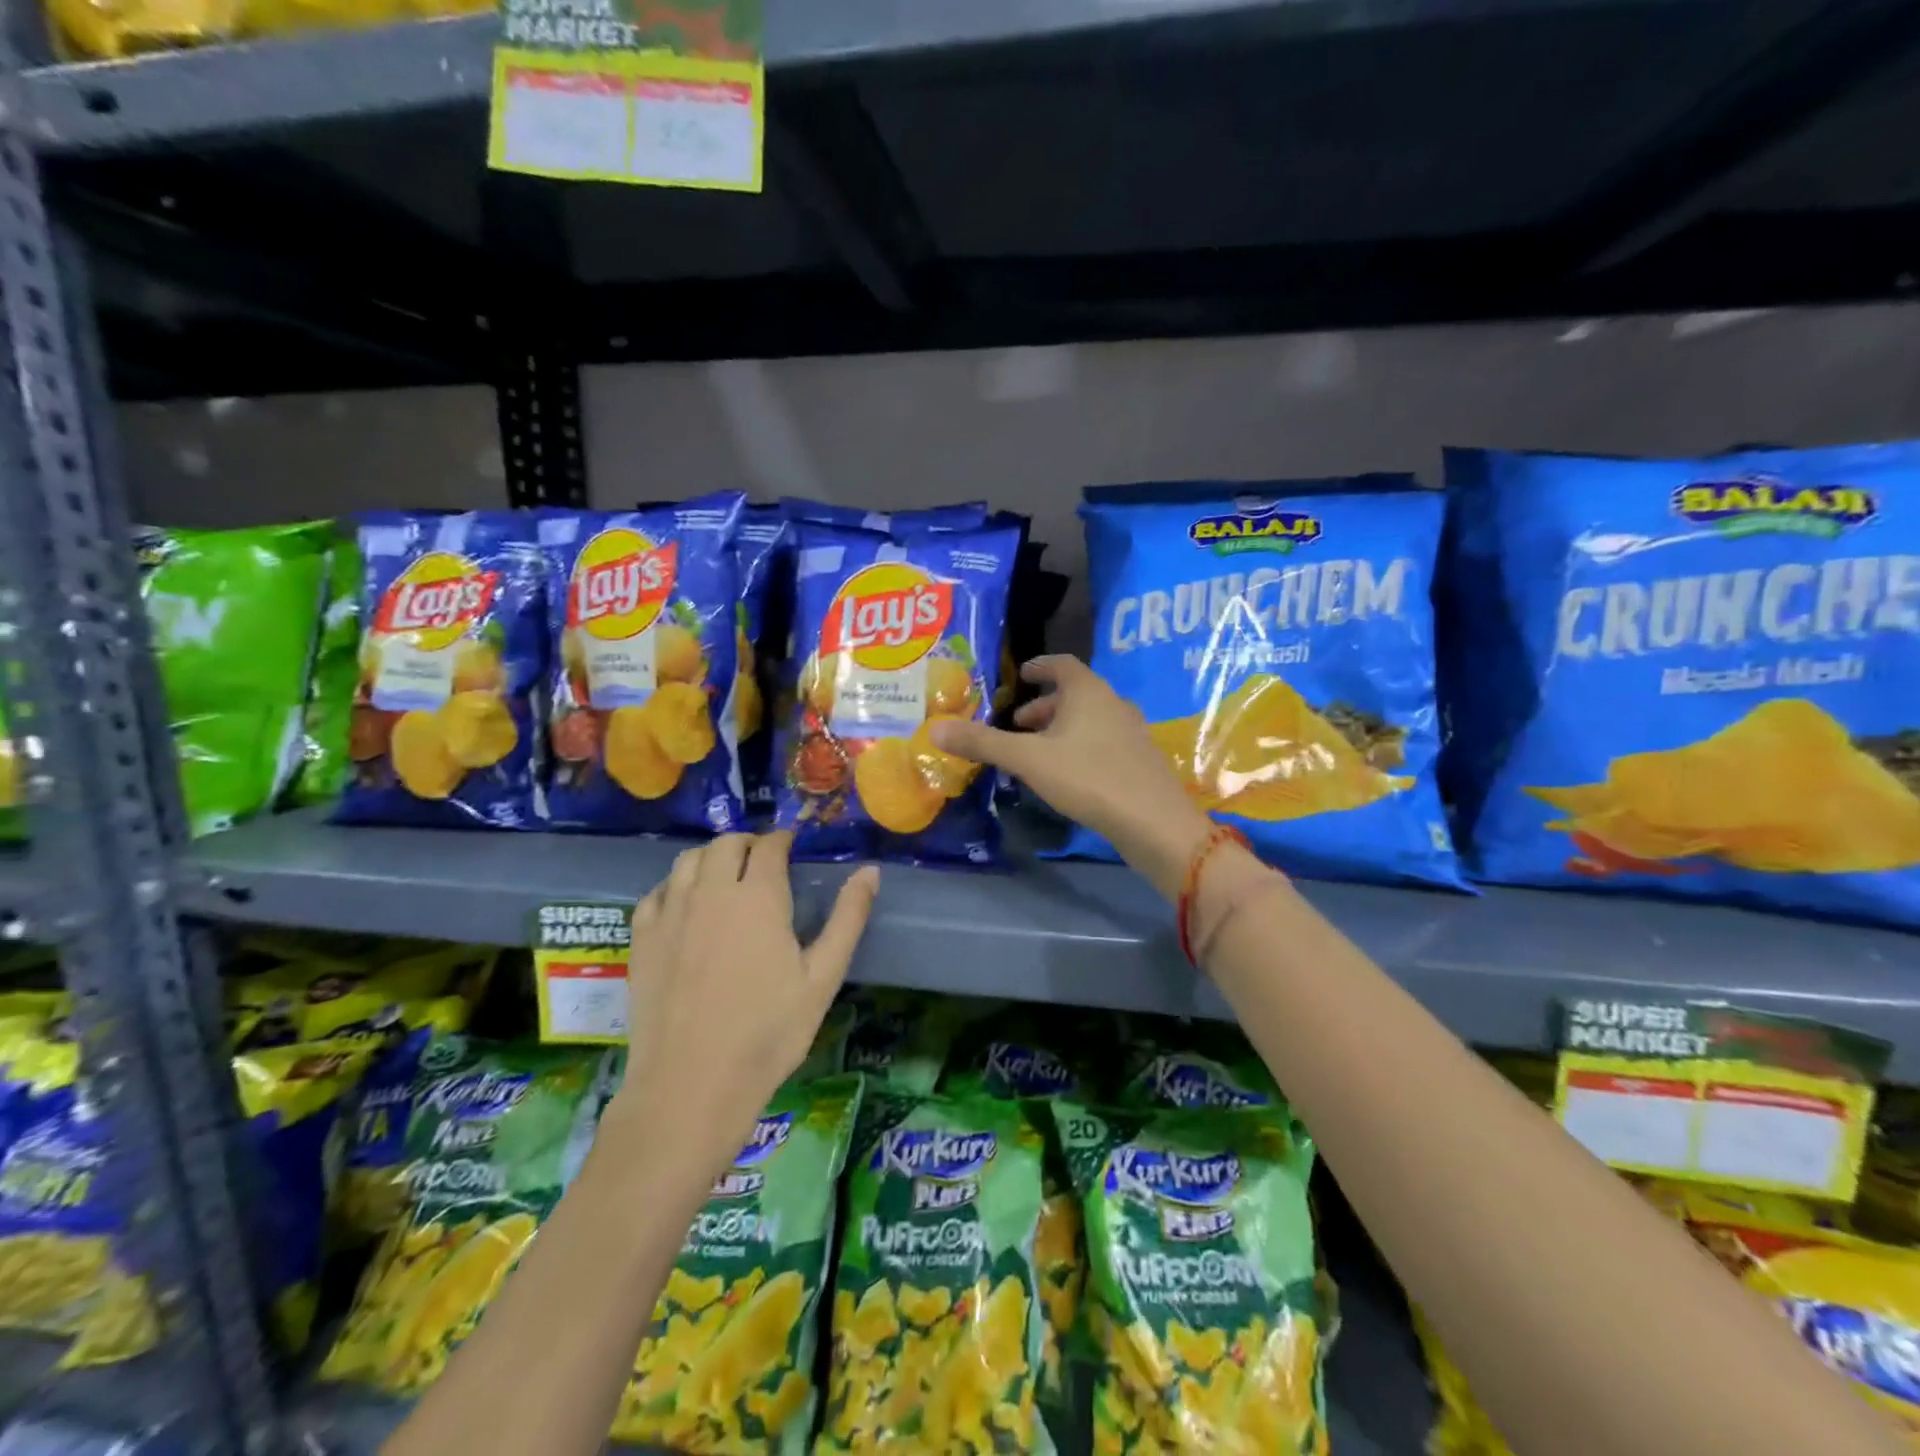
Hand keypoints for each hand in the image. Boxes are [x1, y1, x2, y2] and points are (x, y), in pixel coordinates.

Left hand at [606, 831, 877, 1169]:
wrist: (692, 1085)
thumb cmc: (768, 1032)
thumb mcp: (822, 978)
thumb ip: (848, 918)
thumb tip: (870, 870)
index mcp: (758, 896)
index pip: (769, 846)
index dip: (783, 840)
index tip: (791, 847)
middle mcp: (711, 892)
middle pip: (726, 843)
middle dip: (748, 843)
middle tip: (763, 861)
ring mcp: (671, 913)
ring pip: (688, 860)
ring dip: (711, 857)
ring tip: (725, 876)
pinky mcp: (642, 938)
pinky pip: (657, 891)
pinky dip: (676, 885)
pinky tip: (685, 905)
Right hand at [929, 656, 1213, 896]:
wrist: (1153, 821)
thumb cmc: (1088, 777)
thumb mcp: (1028, 760)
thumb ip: (983, 743)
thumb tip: (934, 728)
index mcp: (1088, 691)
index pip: (1061, 664)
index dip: (1039, 666)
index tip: (1020, 675)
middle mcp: (1113, 702)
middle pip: (1075, 693)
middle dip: (1043, 706)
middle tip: (1017, 724)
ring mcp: (1131, 731)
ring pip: (1090, 719)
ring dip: (1061, 728)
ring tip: (1036, 752)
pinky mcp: (1139, 760)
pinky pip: (1102, 741)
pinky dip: (1080, 746)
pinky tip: (1067, 775)